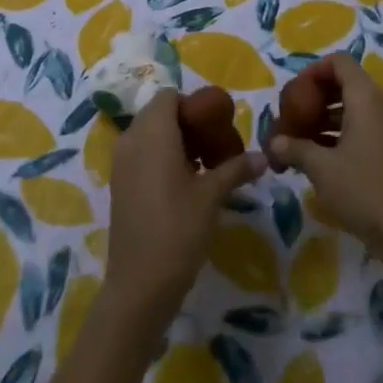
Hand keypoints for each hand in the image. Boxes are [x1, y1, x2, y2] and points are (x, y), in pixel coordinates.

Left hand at [106, 91, 265, 333]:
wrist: (139, 285)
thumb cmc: (177, 230)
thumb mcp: (212, 197)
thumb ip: (236, 170)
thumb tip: (263, 157)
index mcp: (152, 132)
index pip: (170, 96)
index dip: (194, 105)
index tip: (217, 125)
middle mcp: (131, 139)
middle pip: (159, 114)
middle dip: (188, 124)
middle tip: (216, 146)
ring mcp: (121, 163)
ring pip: (150, 135)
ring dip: (176, 142)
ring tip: (205, 166)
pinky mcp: (119, 185)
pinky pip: (141, 155)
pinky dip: (162, 158)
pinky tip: (186, 185)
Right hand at [265, 55, 382, 260]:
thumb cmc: (362, 190)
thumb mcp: (321, 168)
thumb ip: (295, 147)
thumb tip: (275, 142)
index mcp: (366, 98)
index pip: (340, 62)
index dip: (314, 71)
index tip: (294, 93)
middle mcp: (381, 105)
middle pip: (345, 83)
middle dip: (316, 97)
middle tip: (293, 116)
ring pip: (353, 107)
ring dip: (326, 117)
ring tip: (300, 139)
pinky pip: (363, 126)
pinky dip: (340, 133)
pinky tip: (319, 156)